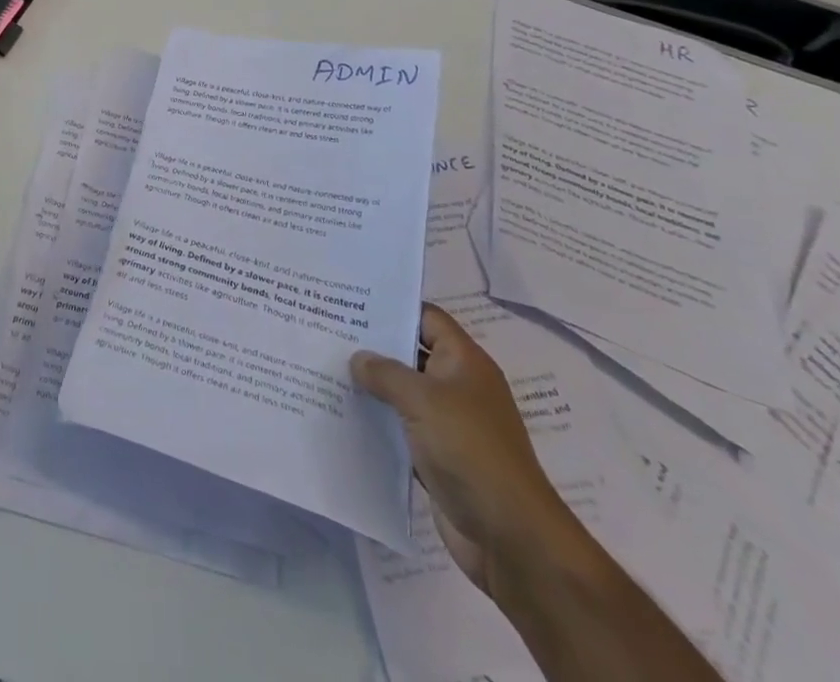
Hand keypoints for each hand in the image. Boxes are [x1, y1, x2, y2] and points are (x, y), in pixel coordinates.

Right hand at [351, 304, 585, 593]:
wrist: (511, 538)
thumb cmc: (470, 451)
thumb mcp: (423, 400)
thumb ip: (385, 373)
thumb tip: (358, 358)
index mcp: (464, 362)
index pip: (427, 318)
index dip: (393, 307)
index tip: (352, 301)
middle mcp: (459, 387)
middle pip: (412, 353)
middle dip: (375, 346)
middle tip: (330, 331)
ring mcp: (450, 424)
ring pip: (405, 393)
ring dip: (374, 386)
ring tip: (328, 369)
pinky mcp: (440, 457)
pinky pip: (403, 428)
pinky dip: (379, 422)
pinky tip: (345, 414)